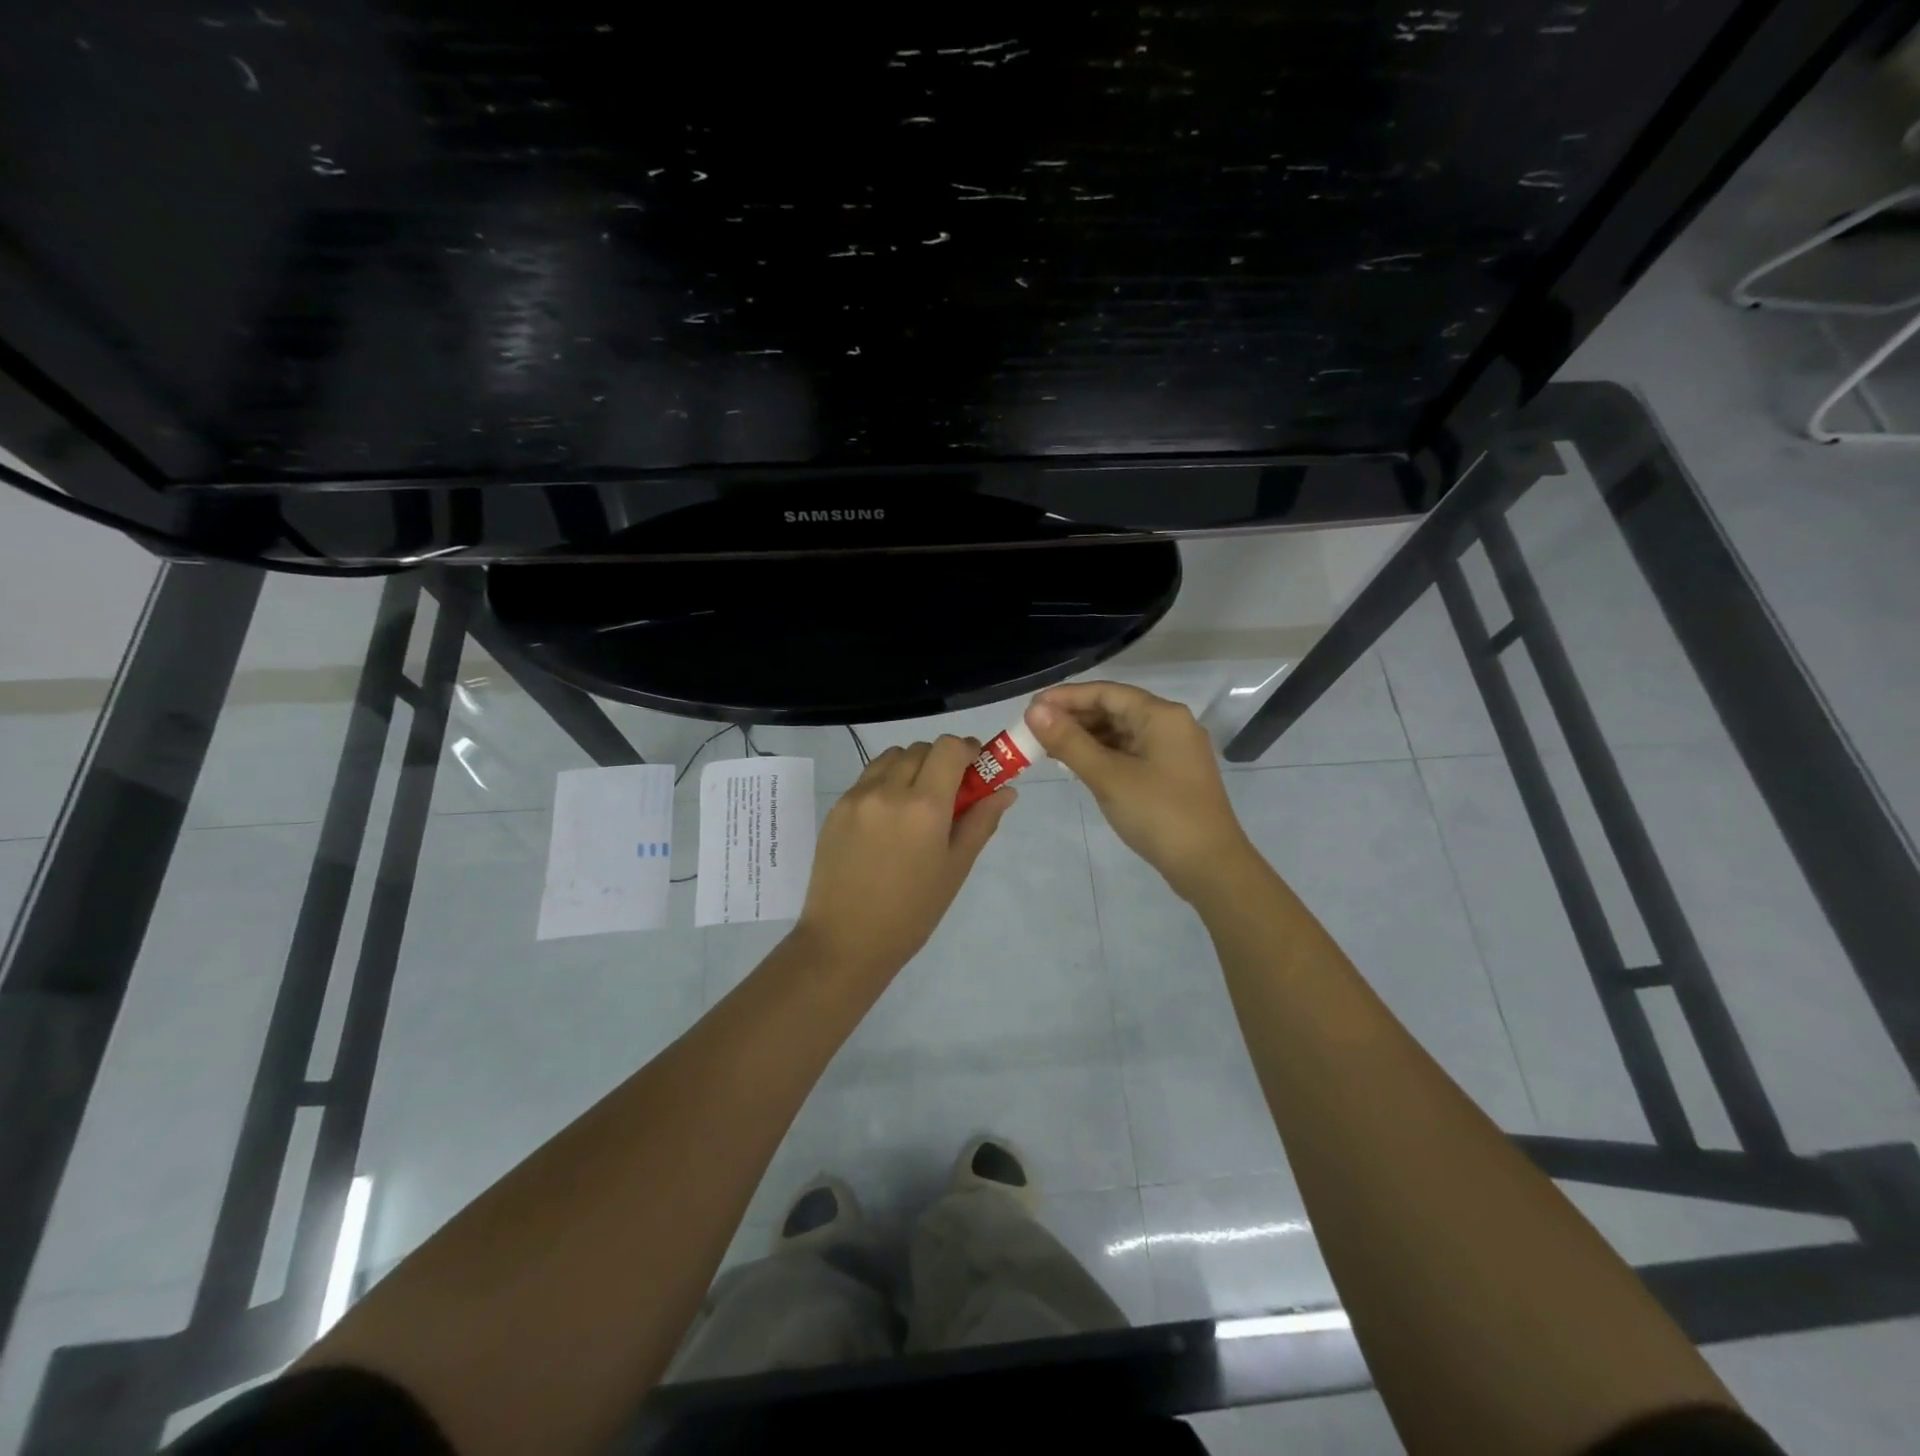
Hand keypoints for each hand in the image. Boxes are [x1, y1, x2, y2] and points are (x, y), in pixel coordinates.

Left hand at [795, 736, 1016, 977]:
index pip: (948, 748)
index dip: (966, 750)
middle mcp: (889, 790)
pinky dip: (885, 782)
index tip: (975, 768)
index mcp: (924, 806)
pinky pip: (868, 777)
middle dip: (941, 761)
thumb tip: (1005, 790)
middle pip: (921, 749)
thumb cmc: (912, 912)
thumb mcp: (955, 868)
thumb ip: (981, 822)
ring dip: (911, 767)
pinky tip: (889, 819)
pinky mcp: (836, 807)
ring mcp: (857, 797)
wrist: (846, 941)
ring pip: (892, 757)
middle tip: (949, 793)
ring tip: (916, 803)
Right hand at [1025, 682, 1254, 901]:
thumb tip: (1034, 711)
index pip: (1106, 692)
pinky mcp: (1171, 774)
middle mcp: (1170, 724)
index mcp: (1161, 715)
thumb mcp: (1108, 776)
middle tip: (1034, 731)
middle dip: (1073, 718)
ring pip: (1121, 732)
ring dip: (1085, 737)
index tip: (1030, 709)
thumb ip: (1069, 742)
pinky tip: (1078, 765)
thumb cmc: (1158, 814)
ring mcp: (1173, 750)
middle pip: (1114, 709)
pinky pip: (1130, 752)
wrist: (1209, 866)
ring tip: (1048, 748)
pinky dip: (1102, 755)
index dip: (1065, 697)